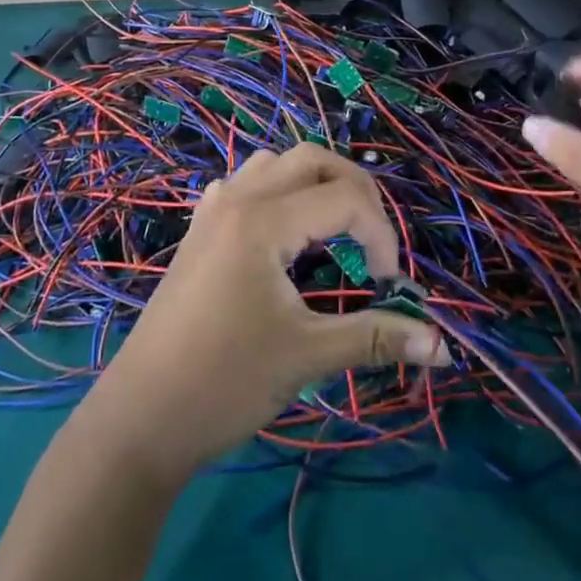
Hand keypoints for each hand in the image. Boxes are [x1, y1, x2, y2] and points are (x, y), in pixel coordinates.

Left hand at [82, 144, 447, 482]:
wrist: (139, 421)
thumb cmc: (224, 383)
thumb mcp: (306, 356)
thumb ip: (375, 338)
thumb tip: (441, 344)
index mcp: (263, 220)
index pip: (346, 198)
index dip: (382, 236)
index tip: (389, 286)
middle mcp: (237, 199)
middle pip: (312, 159)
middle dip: (356, 190)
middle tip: (373, 241)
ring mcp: (212, 212)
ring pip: (274, 164)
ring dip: (314, 184)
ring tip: (334, 230)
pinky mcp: (198, 233)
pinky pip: (244, 185)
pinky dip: (276, 193)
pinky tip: (281, 233)